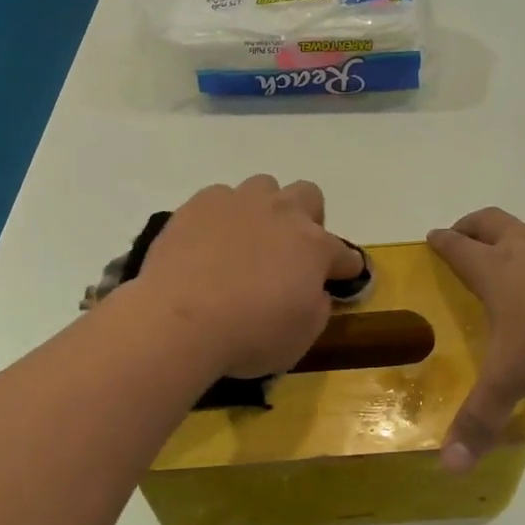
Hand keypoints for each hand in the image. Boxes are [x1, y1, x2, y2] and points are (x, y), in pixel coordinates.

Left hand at [136, 175, 362, 378]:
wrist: (179, 320)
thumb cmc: (249, 335)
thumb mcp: (301, 337)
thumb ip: (317, 307)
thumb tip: (315, 291)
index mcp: (314, 246)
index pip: (344, 253)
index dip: (344, 267)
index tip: (340, 279)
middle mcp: (282, 213)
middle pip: (308, 195)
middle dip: (307, 219)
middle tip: (290, 252)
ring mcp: (239, 202)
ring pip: (264, 187)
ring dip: (263, 210)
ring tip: (246, 241)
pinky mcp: (200, 203)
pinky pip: (220, 197)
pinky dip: (222, 216)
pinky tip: (208, 242)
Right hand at [427, 208, 524, 470]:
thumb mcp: (512, 381)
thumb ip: (481, 420)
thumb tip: (449, 467)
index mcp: (496, 272)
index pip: (460, 249)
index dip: (443, 242)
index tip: (433, 236)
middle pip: (492, 222)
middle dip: (474, 225)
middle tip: (465, 232)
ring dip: (520, 233)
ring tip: (519, 248)